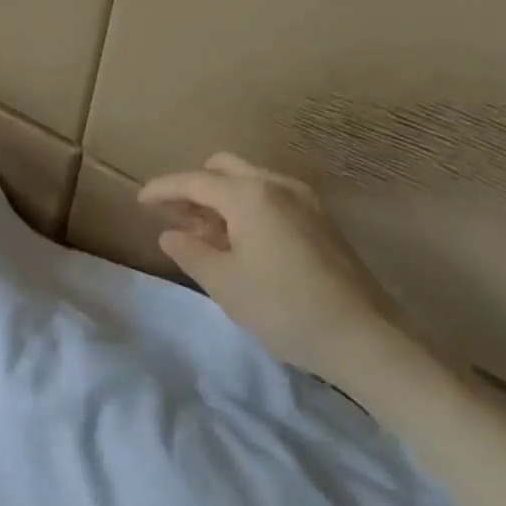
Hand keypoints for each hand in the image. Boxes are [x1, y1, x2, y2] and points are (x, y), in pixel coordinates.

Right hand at [139, 153, 415, 378]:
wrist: (365, 337)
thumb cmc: (283, 307)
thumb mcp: (223, 282)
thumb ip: (189, 251)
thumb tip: (171, 234)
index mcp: (249, 195)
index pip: (193, 181)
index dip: (162, 189)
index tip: (140, 200)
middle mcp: (277, 185)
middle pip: (223, 168)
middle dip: (194, 186)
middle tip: (173, 216)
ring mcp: (304, 200)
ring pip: (249, 180)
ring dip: (220, 197)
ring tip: (202, 231)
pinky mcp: (320, 219)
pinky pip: (270, 197)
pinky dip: (245, 206)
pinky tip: (238, 239)